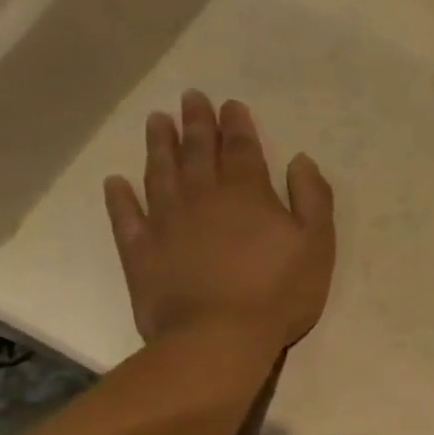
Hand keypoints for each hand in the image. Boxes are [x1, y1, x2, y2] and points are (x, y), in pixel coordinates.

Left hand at [104, 91, 335, 350]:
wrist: (219, 336)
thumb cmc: (280, 291)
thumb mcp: (317, 244)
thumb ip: (312, 199)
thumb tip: (300, 160)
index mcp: (248, 194)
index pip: (242, 149)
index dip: (237, 126)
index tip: (229, 104)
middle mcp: (203, 197)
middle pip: (197, 152)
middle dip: (196, 124)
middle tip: (190, 98)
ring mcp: (166, 223)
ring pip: (160, 174)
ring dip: (159, 146)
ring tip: (157, 122)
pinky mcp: (141, 251)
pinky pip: (126, 216)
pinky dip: (120, 197)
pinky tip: (116, 182)